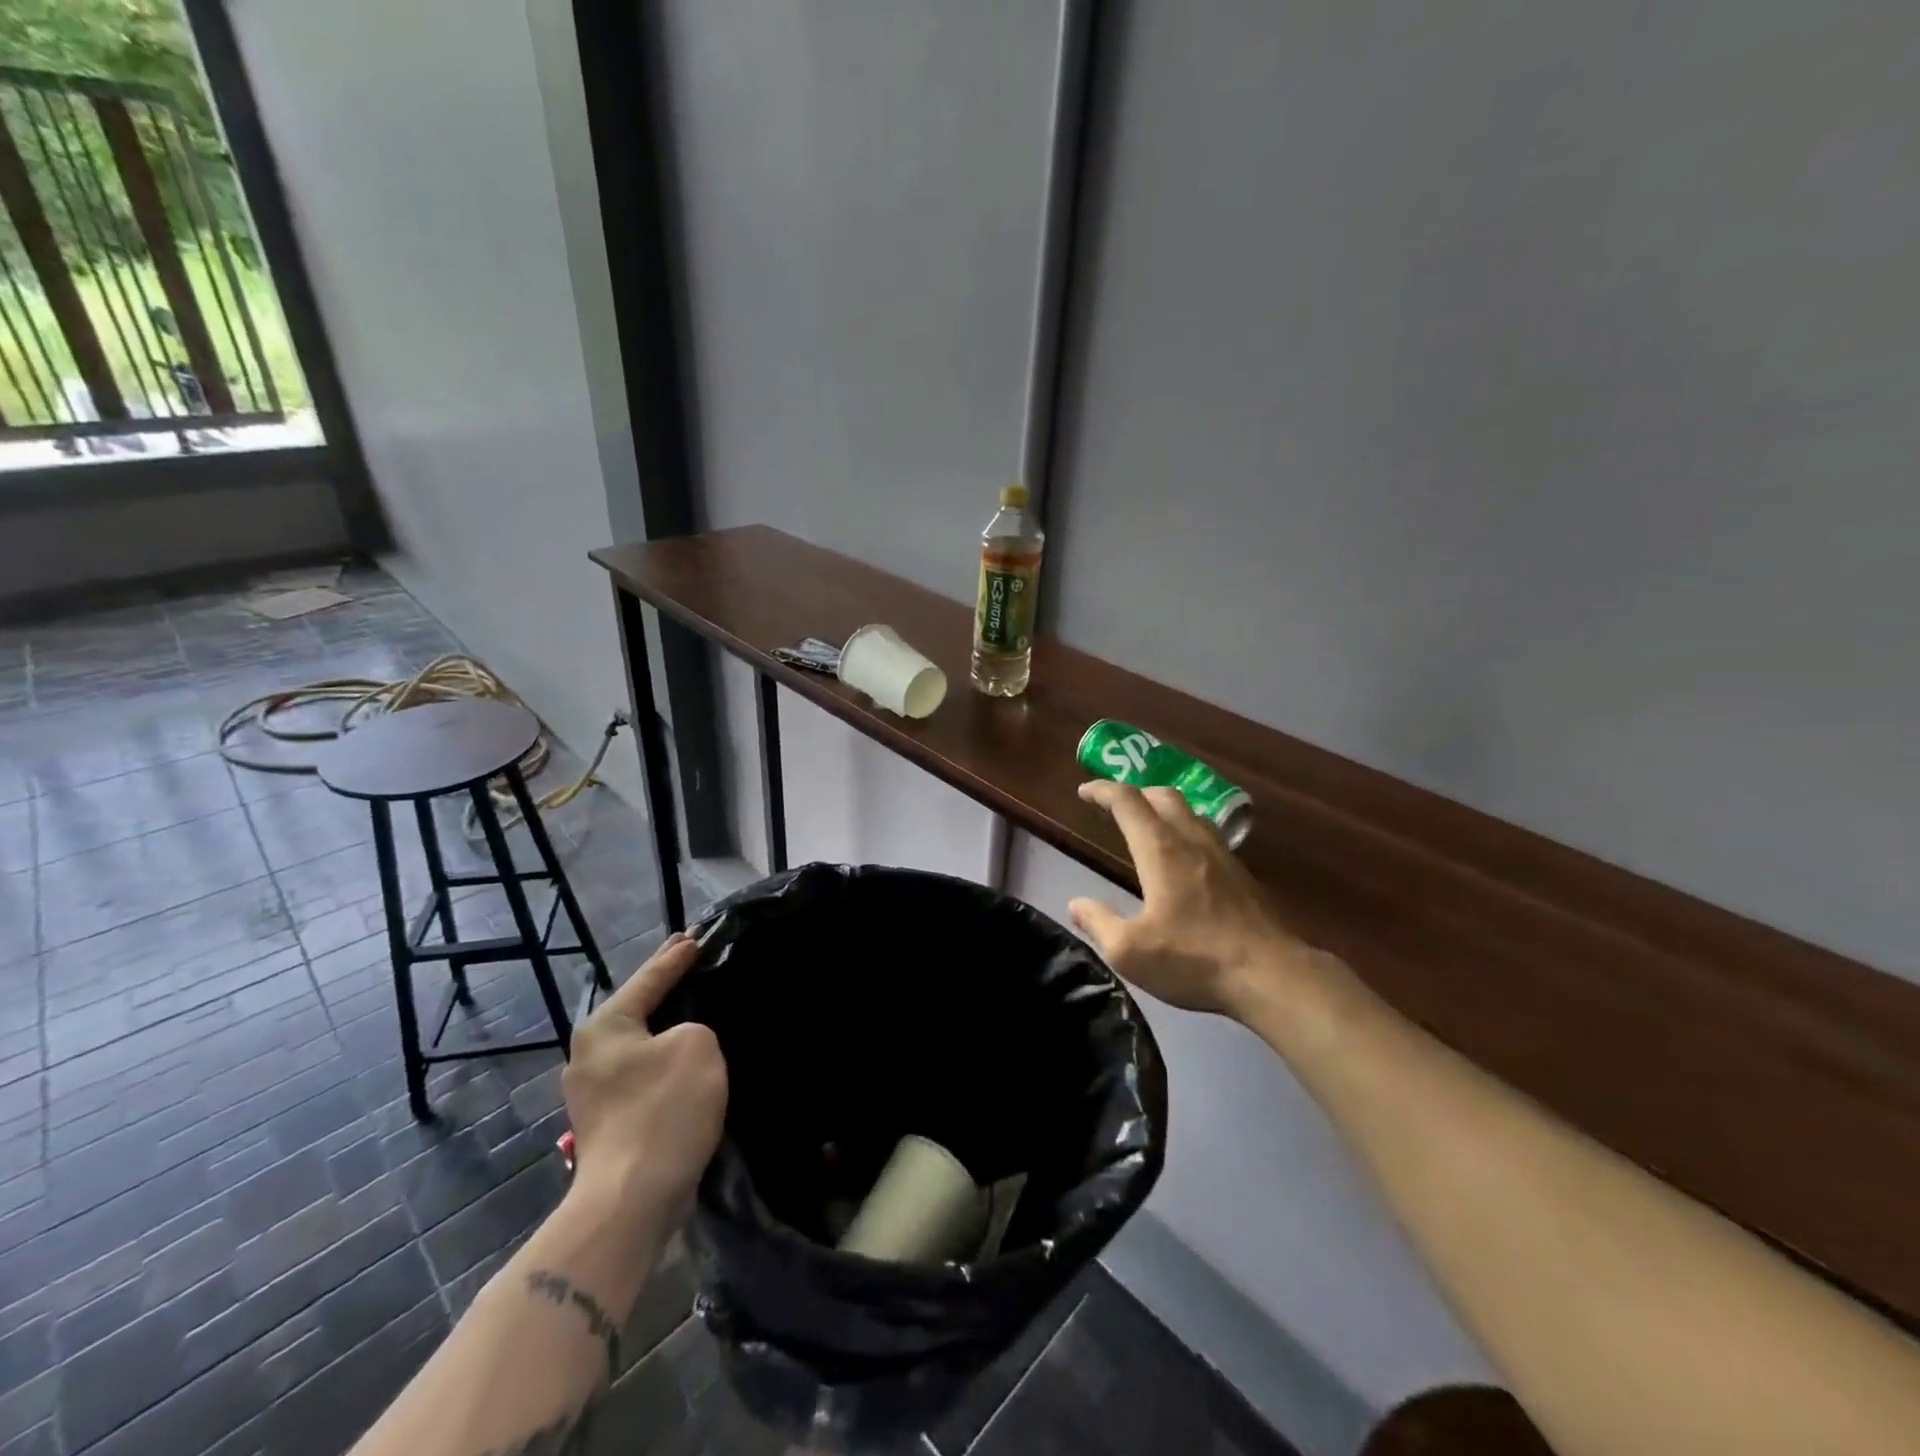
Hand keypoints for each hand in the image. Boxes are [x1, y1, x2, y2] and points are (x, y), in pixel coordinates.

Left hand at [562, 933, 726, 1220]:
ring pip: (640, 1041)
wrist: (632, 1199)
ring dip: (666, 1025)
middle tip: (690, 958)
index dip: (676, 956)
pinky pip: (643, 1070)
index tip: (695, 936)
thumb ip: (693, 1026)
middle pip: (637, 1007)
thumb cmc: (663, 1109)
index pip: (649, 978)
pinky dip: (664, 1056)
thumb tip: (679, 1044)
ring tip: (693, 1005)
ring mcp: (594, 1090)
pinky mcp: (608, 1119)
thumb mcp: (697, 1044)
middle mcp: (589, 1052)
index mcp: (605, 1025)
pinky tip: (684, 1055)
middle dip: (665, 985)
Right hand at [1068, 780, 1321, 1020]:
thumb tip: (1076, 904)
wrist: (1272, 975)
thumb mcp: (1130, 951)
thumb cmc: (1194, 959)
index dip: (1103, 790)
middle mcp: (1191, 840)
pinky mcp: (1242, 874)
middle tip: (1115, 806)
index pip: (1127, 802)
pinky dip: (1185, 830)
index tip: (1084, 791)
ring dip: (1163, 809)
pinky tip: (1184, 859)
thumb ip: (1098, 923)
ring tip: (1148, 826)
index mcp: (1160, 850)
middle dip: (1135, 793)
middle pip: (1163, 795)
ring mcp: (1222, 854)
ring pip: (1190, 812)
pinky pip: (1208, 834)